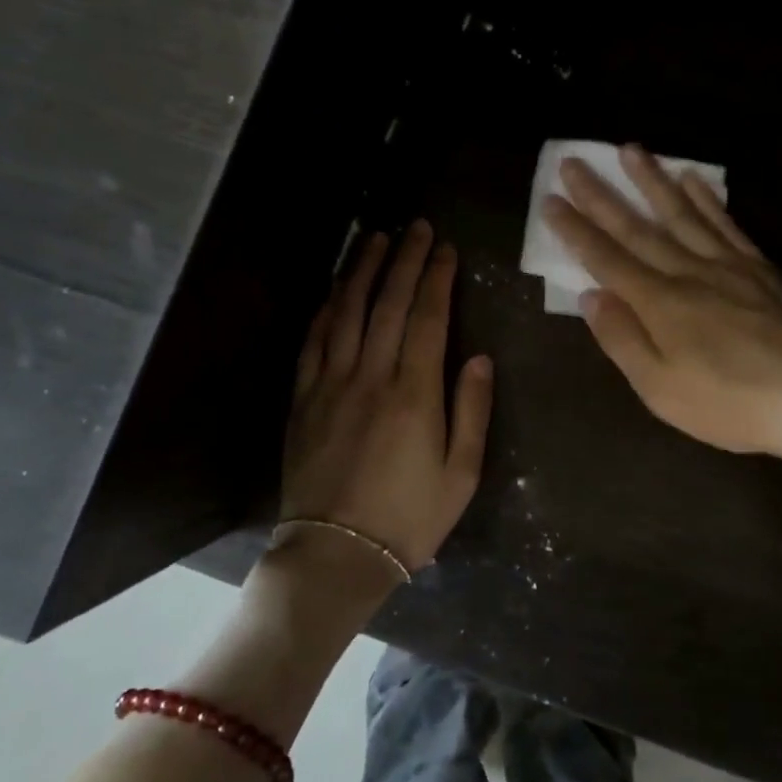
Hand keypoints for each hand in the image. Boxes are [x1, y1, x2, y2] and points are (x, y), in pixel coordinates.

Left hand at [282, 222, 493, 571]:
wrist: (337, 554)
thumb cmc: (410, 518)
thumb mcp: (462, 474)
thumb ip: (472, 410)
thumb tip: (478, 356)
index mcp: (414, 394)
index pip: (427, 318)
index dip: (437, 278)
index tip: (446, 248)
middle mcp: (370, 377)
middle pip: (387, 303)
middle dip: (404, 260)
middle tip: (416, 227)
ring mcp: (330, 384)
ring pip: (346, 312)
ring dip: (362, 270)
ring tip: (376, 238)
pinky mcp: (303, 399)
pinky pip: (313, 341)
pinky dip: (326, 308)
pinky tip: (335, 288)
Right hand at [544, 146, 781, 483]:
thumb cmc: (731, 405)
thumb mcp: (662, 390)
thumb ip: (623, 340)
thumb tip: (591, 296)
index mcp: (660, 303)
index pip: (606, 258)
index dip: (575, 229)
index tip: (550, 200)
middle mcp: (689, 271)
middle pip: (638, 227)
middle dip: (601, 195)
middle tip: (574, 162)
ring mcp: (728, 264)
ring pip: (682, 213)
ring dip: (652, 181)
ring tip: (630, 149)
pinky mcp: (761, 268)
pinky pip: (727, 223)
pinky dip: (707, 199)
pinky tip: (693, 178)